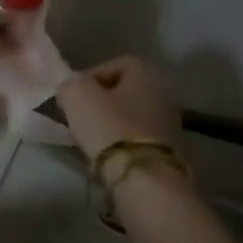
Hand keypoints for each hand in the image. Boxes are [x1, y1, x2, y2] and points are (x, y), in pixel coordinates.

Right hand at [57, 56, 180, 162]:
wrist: (143, 178)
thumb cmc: (109, 126)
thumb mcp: (76, 94)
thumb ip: (70, 83)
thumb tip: (72, 89)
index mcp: (146, 72)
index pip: (113, 64)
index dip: (89, 77)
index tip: (74, 96)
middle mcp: (164, 92)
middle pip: (124, 92)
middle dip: (101, 102)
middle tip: (80, 116)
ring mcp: (172, 124)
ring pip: (131, 116)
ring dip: (111, 124)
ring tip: (91, 138)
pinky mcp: (171, 152)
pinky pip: (139, 139)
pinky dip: (123, 144)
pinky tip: (108, 155)